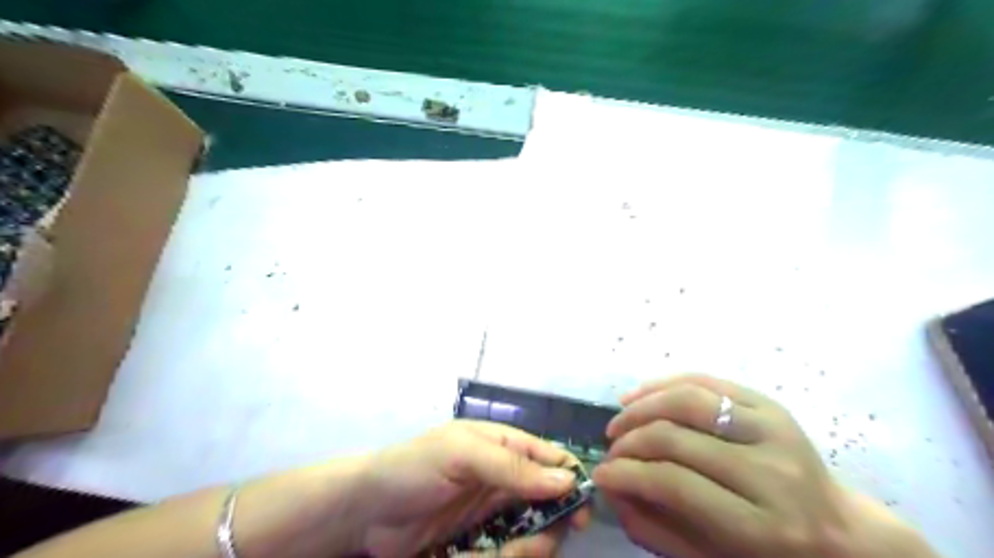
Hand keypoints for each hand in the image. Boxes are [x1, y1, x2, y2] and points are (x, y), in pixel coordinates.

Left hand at [358, 420, 588, 554]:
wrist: (364, 512)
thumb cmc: (413, 468)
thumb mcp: (461, 454)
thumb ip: (511, 466)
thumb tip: (566, 480)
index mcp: (504, 446)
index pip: (552, 459)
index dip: (571, 483)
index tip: (579, 514)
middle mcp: (505, 478)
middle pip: (550, 502)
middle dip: (549, 526)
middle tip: (533, 546)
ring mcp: (493, 511)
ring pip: (533, 532)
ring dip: (527, 548)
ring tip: (507, 556)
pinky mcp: (480, 541)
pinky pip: (507, 552)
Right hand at [588, 376, 941, 556]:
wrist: (842, 535)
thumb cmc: (771, 557)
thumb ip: (655, 528)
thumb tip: (610, 487)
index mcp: (763, 526)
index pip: (675, 484)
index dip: (627, 474)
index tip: (600, 474)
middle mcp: (772, 472)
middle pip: (676, 438)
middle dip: (629, 441)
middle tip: (610, 450)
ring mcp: (774, 430)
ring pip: (688, 399)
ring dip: (641, 407)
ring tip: (619, 421)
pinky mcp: (771, 405)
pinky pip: (706, 381)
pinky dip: (664, 384)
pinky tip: (639, 395)